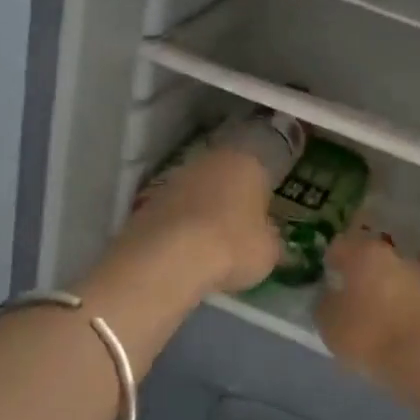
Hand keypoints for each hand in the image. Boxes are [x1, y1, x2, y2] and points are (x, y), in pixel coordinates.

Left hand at [115, 146, 281, 295]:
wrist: (168, 258)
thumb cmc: (233, 246)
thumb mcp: (268, 252)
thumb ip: (272, 241)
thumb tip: (271, 239)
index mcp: (246, 163)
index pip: (262, 174)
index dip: (264, 200)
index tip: (264, 221)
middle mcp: (210, 161)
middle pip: (226, 179)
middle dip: (231, 201)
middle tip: (238, 232)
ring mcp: (175, 178)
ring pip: (198, 193)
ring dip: (203, 212)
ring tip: (209, 245)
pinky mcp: (148, 200)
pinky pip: (175, 212)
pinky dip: (180, 227)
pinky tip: (184, 251)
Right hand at [317, 232, 419, 387]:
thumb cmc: (369, 334)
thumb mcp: (329, 325)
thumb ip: (324, 305)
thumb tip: (330, 298)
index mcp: (364, 253)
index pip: (339, 247)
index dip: (329, 263)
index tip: (325, 282)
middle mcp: (394, 256)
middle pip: (370, 262)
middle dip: (359, 278)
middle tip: (347, 303)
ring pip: (392, 281)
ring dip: (382, 295)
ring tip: (372, 324)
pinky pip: (411, 302)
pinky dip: (401, 312)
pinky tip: (395, 335)